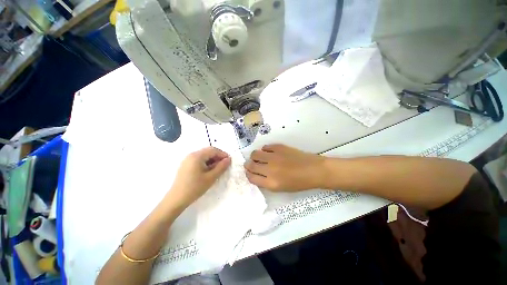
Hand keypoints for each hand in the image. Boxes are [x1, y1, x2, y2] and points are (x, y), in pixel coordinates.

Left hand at [167, 147, 230, 207]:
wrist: (176, 199)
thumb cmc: (195, 188)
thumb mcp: (211, 177)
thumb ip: (221, 167)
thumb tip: (229, 159)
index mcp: (197, 156)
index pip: (213, 150)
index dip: (223, 154)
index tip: (229, 161)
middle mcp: (191, 155)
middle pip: (208, 151)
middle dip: (218, 157)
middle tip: (225, 165)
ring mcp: (188, 160)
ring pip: (204, 156)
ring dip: (213, 160)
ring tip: (218, 169)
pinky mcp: (186, 165)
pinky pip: (199, 160)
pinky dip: (206, 163)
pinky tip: (210, 171)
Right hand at [244, 144, 326, 190]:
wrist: (313, 170)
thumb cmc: (299, 183)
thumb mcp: (281, 188)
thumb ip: (266, 182)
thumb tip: (256, 174)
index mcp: (271, 183)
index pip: (251, 177)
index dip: (248, 174)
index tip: (249, 172)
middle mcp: (270, 169)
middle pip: (251, 165)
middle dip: (248, 165)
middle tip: (250, 164)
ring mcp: (274, 156)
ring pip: (255, 154)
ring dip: (254, 156)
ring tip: (258, 157)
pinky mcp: (279, 147)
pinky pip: (266, 147)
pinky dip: (264, 150)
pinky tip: (268, 152)